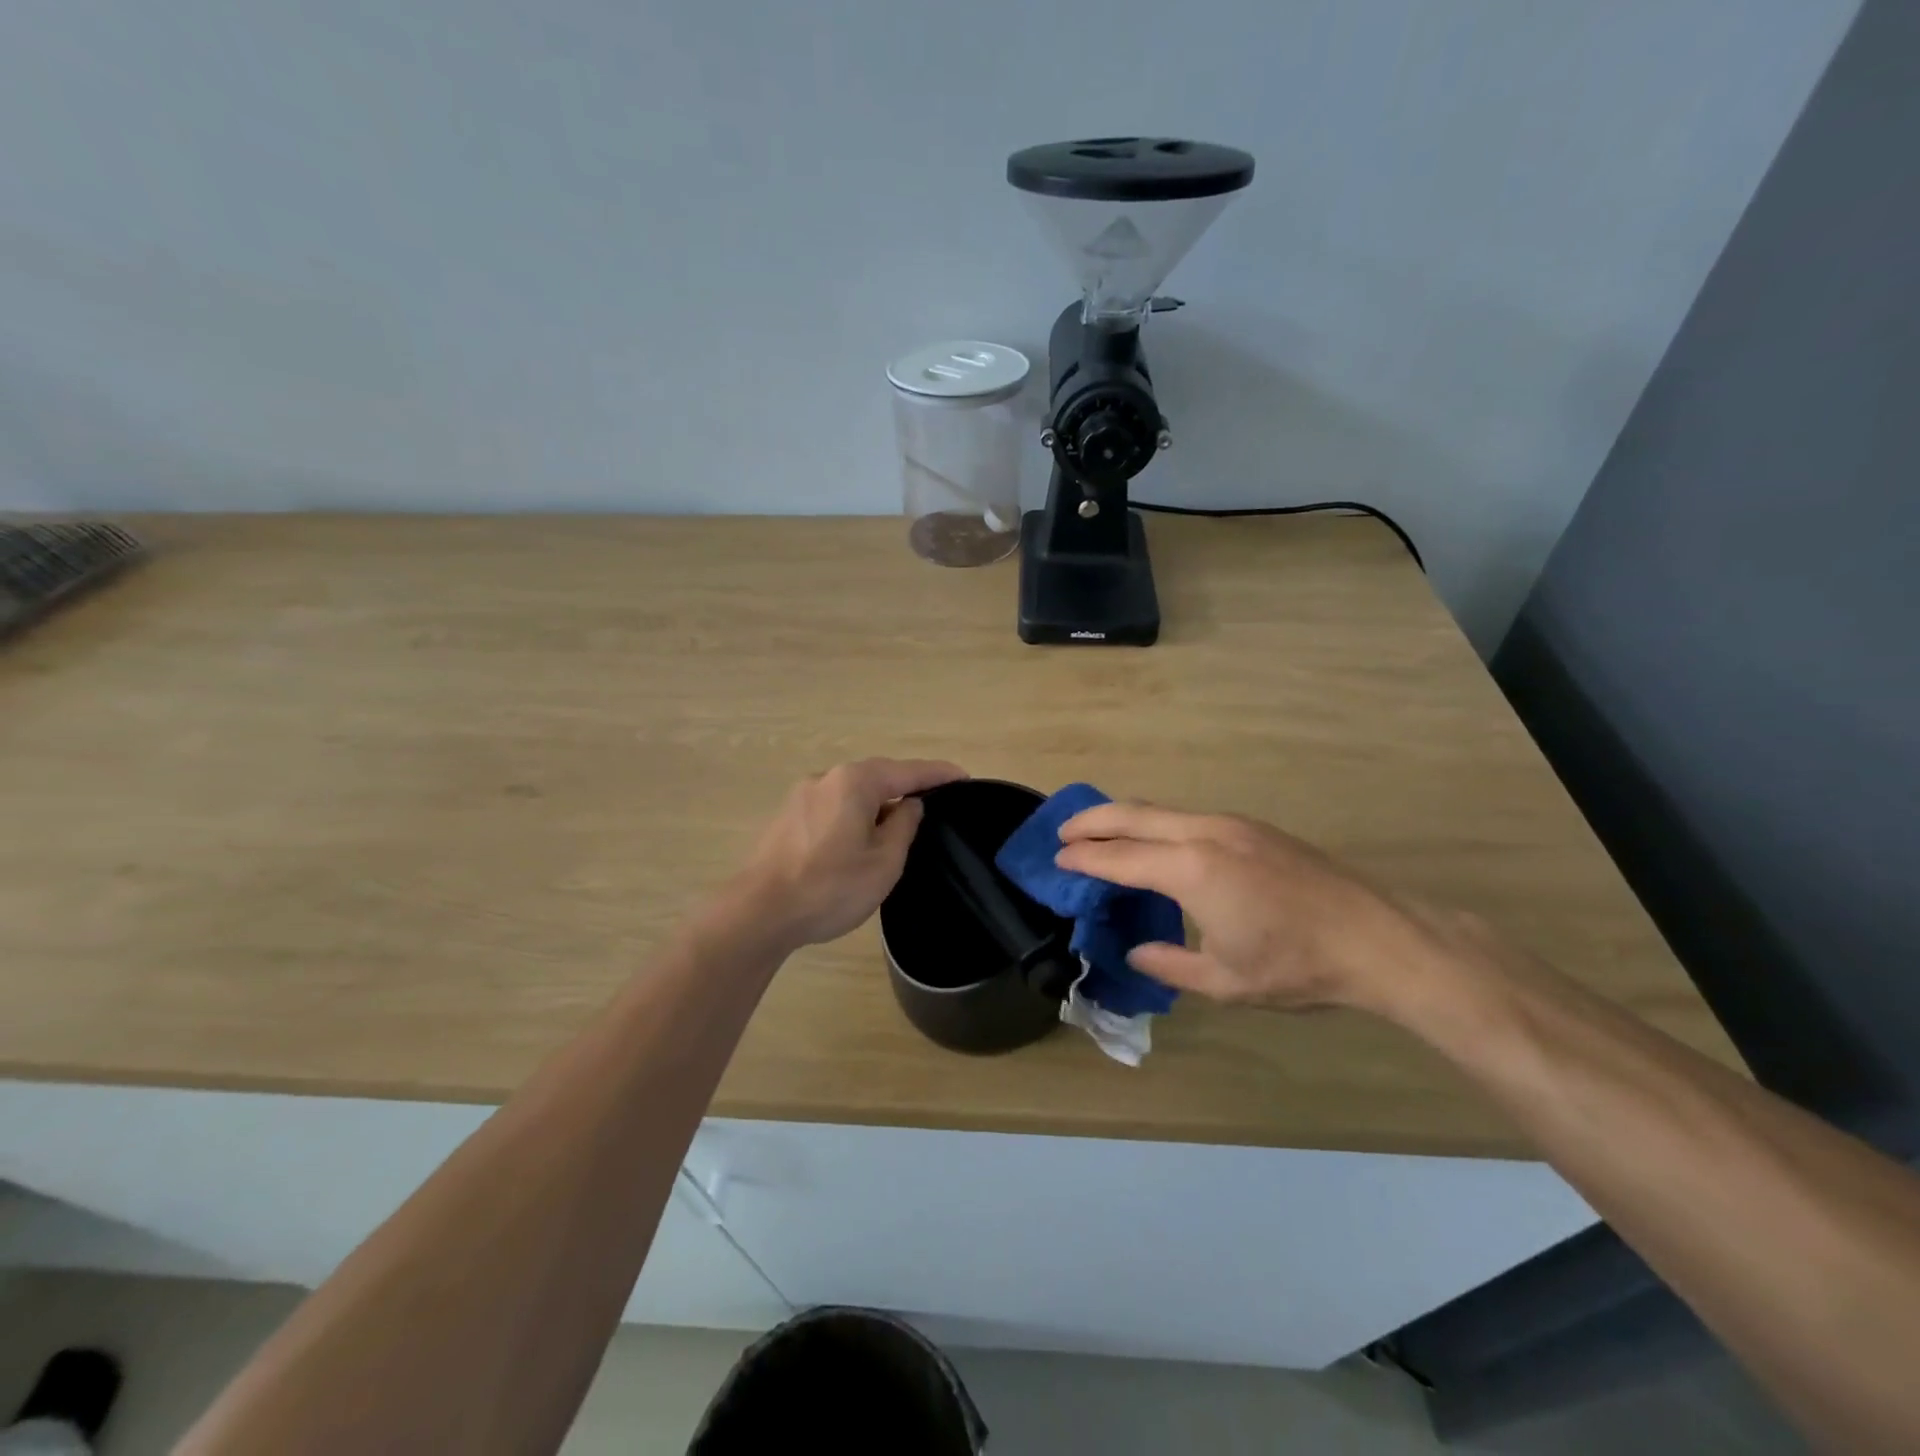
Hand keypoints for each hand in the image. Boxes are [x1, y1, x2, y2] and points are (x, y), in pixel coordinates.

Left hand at [730, 758, 966, 950]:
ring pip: (852, 794)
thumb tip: (909, 804)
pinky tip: (858, 840)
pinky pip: (831, 808)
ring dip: (877, 806)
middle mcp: (826, 778)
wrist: (758, 913)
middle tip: (934, 805)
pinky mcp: (786, 818)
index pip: (909, 771)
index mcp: (855, 782)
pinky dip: (853, 817)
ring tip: (897, 829)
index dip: (939, 774)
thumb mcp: (884, 861)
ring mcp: (801, 796)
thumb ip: (904, 825)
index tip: (964, 779)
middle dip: (906, 788)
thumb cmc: (830, 887)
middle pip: (877, 777)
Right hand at [1054, 802, 1437, 1012]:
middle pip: (1134, 814)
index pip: (1120, 857)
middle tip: (1063, 832)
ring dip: (1126, 819)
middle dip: (1093, 820)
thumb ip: (1170, 964)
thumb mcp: (1225, 980)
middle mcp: (1205, 833)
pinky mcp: (1253, 828)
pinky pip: (1188, 817)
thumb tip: (1137, 951)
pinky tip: (1157, 845)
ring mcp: (1233, 824)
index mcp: (1191, 869)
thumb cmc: (1296, 965)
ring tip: (1102, 835)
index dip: (1084, 859)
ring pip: (1163, 810)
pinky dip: (1157, 824)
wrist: (1377, 937)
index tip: (1057, 860)